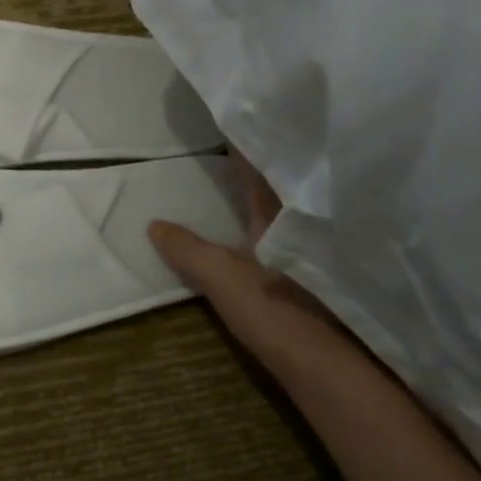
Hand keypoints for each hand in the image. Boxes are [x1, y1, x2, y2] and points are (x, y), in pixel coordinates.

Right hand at [148, 149, 342, 378]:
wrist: (327, 365)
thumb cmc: (276, 310)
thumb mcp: (222, 277)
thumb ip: (188, 249)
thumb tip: (154, 224)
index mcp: (282, 216)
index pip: (262, 169)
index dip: (249, 143)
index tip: (237, 114)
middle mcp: (305, 224)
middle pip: (285, 182)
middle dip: (268, 157)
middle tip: (246, 133)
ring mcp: (315, 250)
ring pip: (294, 206)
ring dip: (276, 187)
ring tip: (253, 169)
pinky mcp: (319, 276)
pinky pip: (297, 232)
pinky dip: (280, 219)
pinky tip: (266, 224)